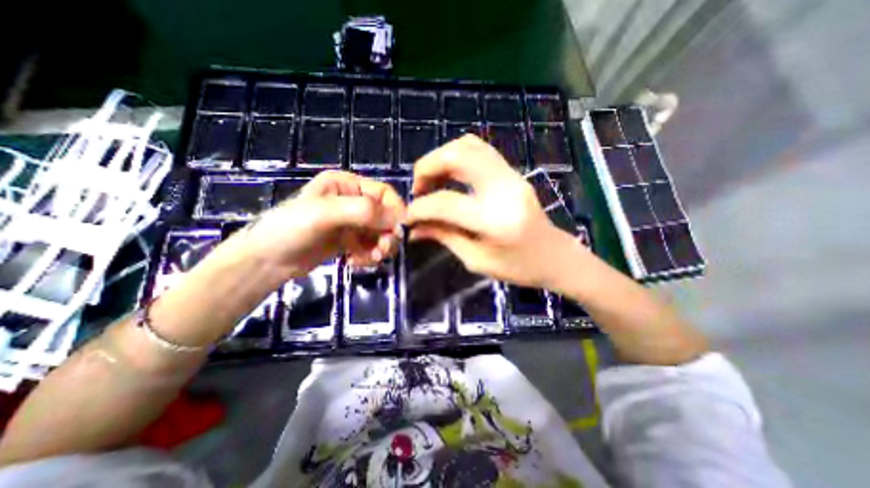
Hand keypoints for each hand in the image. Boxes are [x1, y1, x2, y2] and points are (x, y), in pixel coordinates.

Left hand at [233, 169, 405, 280]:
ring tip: (370, 259)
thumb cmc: (291, 228)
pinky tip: (355, 262)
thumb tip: (399, 220)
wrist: (266, 261)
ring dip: (380, 247)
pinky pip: (371, 246)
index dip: (396, 211)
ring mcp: (352, 222)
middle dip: (388, 235)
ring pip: (381, 233)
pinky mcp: (350, 241)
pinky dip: (369, 256)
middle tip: (383, 252)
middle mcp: (353, 201)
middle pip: (386, 215)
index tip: (398, 232)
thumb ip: (363, 211)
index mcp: (347, 185)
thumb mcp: (325, 214)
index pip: (384, 193)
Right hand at [404, 133, 579, 287]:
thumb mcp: (476, 260)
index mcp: (495, 220)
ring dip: (441, 158)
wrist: (556, 257)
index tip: (408, 216)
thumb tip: (414, 229)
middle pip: (458, 155)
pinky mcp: (513, 173)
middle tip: (418, 189)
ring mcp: (512, 176)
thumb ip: (444, 237)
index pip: (446, 202)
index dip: (420, 207)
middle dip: (427, 167)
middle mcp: (504, 189)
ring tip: (431, 182)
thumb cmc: (518, 268)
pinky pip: (480, 151)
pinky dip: (457, 157)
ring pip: (469, 145)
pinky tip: (449, 177)